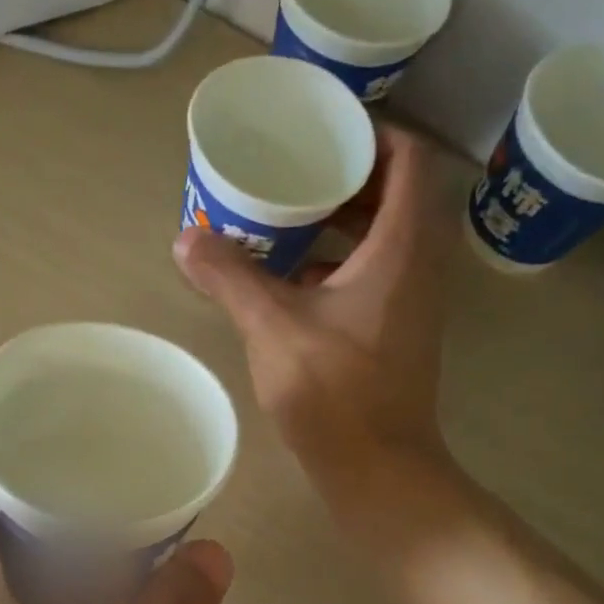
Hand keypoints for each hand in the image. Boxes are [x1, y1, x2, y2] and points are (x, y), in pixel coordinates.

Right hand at [173, 124, 459, 496]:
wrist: (378, 468)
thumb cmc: (335, 392)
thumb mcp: (273, 327)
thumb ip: (230, 278)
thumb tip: (185, 239)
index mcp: (401, 247)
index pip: (408, 160)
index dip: (371, 135)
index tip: (322, 134)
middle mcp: (418, 265)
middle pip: (395, 196)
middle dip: (345, 178)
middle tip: (293, 172)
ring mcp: (412, 301)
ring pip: (383, 239)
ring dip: (339, 223)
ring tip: (285, 218)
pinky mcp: (397, 331)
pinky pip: (374, 274)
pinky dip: (337, 264)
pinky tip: (290, 280)